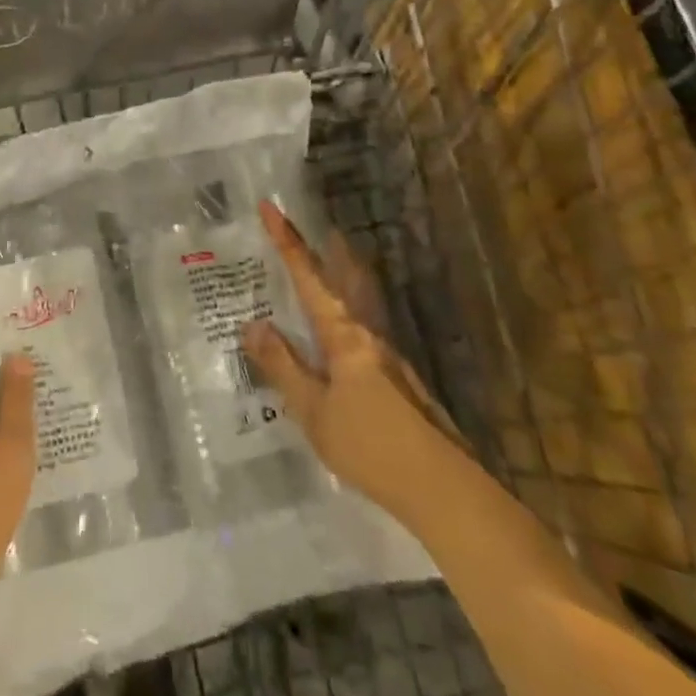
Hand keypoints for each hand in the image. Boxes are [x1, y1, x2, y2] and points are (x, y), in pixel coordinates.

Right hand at [241, 201, 457, 508]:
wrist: (443, 489)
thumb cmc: (370, 446)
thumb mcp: (314, 412)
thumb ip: (283, 367)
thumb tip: (252, 323)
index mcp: (343, 335)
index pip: (308, 276)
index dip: (287, 241)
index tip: (270, 206)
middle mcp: (368, 333)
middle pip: (344, 278)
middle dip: (326, 250)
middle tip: (312, 228)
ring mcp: (388, 355)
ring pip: (358, 300)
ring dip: (341, 275)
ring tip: (326, 264)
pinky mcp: (398, 378)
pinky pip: (363, 327)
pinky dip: (346, 310)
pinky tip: (339, 334)